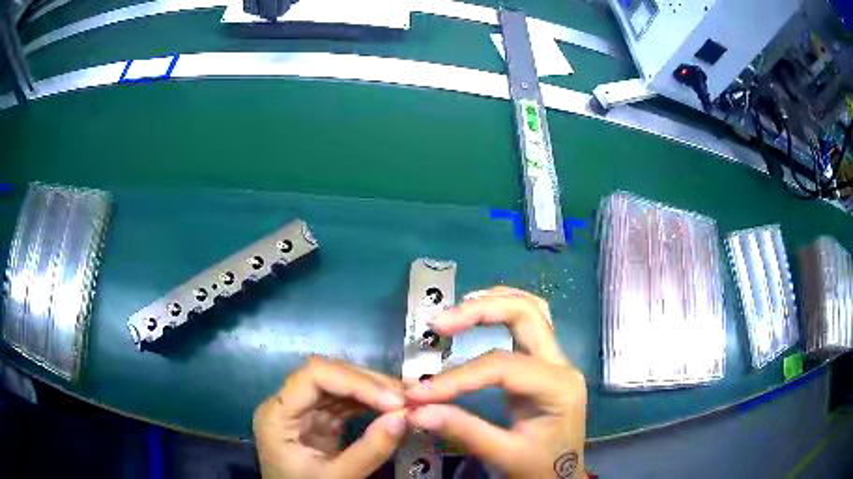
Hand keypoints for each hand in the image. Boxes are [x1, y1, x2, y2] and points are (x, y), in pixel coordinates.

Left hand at [253, 356, 406, 478]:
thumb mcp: (336, 477)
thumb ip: (368, 451)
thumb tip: (403, 417)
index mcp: (277, 414)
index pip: (314, 376)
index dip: (355, 382)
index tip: (393, 401)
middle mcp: (287, 403)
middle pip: (327, 375)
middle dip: (369, 383)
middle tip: (407, 397)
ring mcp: (303, 410)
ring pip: (339, 385)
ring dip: (373, 390)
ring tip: (405, 400)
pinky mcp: (318, 419)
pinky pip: (344, 402)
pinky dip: (369, 403)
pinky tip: (390, 407)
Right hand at [405, 286, 587, 478]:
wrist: (563, 476)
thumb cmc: (540, 469)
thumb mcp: (504, 456)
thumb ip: (463, 430)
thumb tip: (416, 410)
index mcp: (558, 387)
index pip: (501, 366)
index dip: (456, 377)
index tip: (418, 392)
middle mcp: (562, 364)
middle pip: (527, 314)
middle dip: (480, 311)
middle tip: (439, 323)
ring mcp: (556, 361)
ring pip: (532, 310)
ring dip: (494, 302)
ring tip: (457, 310)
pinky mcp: (545, 366)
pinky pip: (529, 325)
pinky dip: (502, 313)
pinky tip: (478, 316)